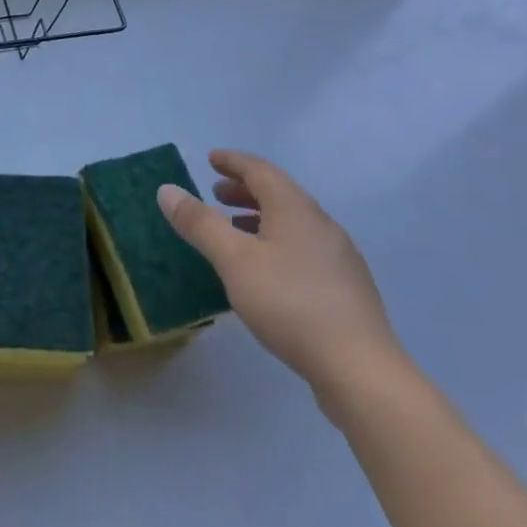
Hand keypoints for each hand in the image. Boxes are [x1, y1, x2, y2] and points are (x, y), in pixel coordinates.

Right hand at [158, 150, 404, 409]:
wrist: (359, 368)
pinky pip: (304, 248)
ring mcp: (339, 257)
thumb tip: (167, 189)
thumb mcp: (234, 260)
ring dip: (260, 217)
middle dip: (245, 189)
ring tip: (235, 231)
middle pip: (280, 194)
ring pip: (293, 223)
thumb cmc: (289, 303)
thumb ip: (200, 223)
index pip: (261, 170)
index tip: (211, 158)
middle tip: (216, 193)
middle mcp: (321, 224)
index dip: (233, 161)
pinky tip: (266, 271)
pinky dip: (277, 242)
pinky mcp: (346, 288)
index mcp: (295, 209)